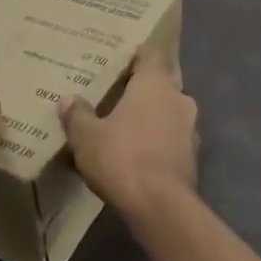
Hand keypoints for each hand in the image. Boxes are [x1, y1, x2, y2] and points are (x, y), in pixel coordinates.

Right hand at [58, 48, 197, 214]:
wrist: (160, 207)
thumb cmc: (122, 158)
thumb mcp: (87, 137)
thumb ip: (78, 115)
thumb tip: (68, 99)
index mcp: (155, 84)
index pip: (151, 54)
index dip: (137, 53)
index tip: (121, 55)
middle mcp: (179, 99)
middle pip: (161, 84)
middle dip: (141, 88)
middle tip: (116, 91)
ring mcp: (190, 129)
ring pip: (168, 112)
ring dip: (151, 116)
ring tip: (125, 123)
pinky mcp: (192, 157)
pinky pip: (172, 138)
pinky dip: (157, 140)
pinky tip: (139, 152)